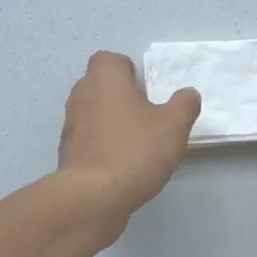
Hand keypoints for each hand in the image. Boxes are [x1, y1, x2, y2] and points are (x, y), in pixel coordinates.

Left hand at [57, 51, 200, 233]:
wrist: (93, 197)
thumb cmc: (134, 151)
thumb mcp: (173, 126)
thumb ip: (184, 104)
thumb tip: (188, 94)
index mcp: (104, 79)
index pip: (109, 59)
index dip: (128, 70)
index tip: (145, 90)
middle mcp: (82, 94)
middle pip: (100, 84)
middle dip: (121, 95)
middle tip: (145, 115)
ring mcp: (70, 124)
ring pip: (93, 111)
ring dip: (111, 120)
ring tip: (136, 142)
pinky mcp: (67, 151)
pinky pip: (87, 138)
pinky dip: (101, 144)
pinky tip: (121, 164)